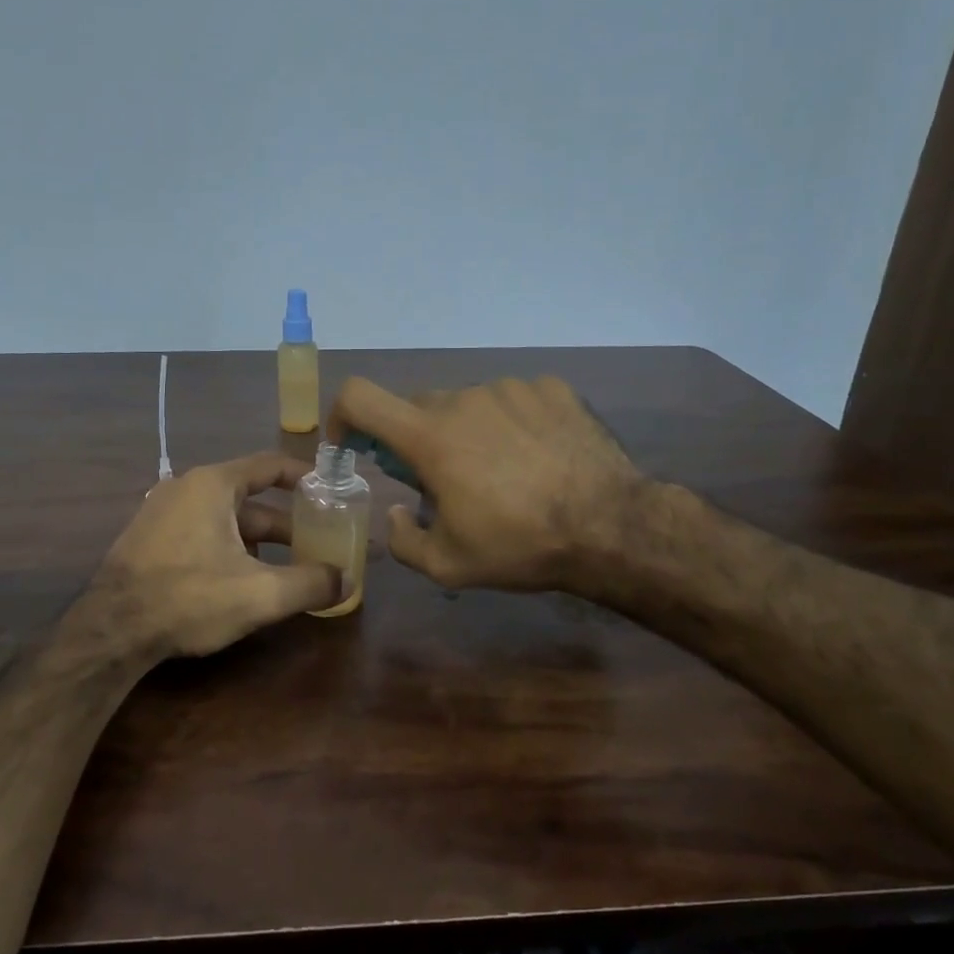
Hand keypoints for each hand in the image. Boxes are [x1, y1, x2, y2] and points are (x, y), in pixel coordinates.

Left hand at [88, 453, 341, 659]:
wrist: (110, 630)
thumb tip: (347, 581)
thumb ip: (309, 584)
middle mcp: (186, 488)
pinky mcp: (149, 539)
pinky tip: (242, 580)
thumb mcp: (260, 594)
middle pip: (249, 498)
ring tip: (288, 567)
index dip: (304, 476)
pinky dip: (229, 547)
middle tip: (317, 542)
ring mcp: (162, 512)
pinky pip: (201, 532)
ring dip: (258, 540)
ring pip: (225, 519)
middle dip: (286, 522)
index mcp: (213, 485)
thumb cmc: (189, 598)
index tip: (330, 491)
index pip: (270, 465)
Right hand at [326, 376, 642, 593]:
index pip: (360, 397)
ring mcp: (510, 388)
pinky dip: (509, 422)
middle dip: (416, 440)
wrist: (611, 526)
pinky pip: (511, 399)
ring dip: (466, 432)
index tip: (352, 445)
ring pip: (467, 403)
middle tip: (443, 481)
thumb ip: (402, 540)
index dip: (342, 415)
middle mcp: (464, 399)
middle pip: (418, 407)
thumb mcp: (448, 565)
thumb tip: (395, 512)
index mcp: (430, 437)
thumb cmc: (520, 545)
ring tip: (501, 473)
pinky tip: (536, 456)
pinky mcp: (550, 388)